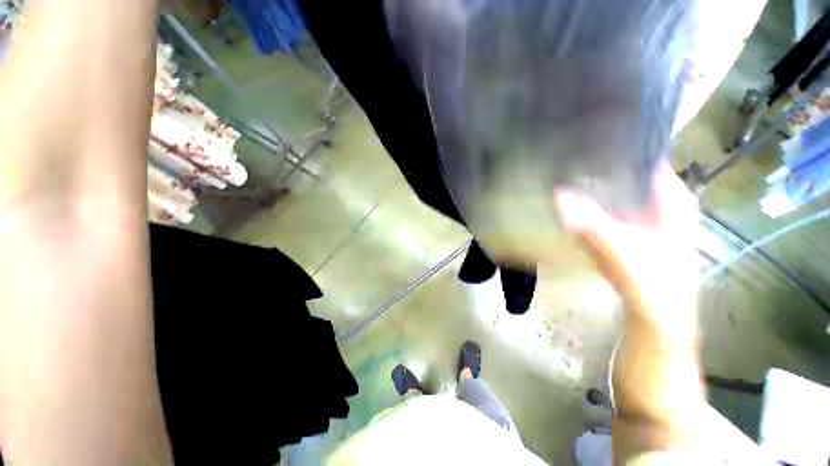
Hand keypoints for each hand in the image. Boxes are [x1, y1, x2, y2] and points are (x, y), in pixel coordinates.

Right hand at [556, 162, 699, 332]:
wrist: (657, 315)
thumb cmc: (651, 281)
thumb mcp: (618, 248)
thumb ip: (589, 221)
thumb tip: (557, 193)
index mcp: (672, 195)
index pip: (646, 156)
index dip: (617, 146)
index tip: (585, 141)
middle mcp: (662, 198)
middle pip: (629, 171)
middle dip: (600, 165)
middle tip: (568, 157)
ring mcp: (648, 213)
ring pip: (618, 188)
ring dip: (594, 183)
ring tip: (566, 173)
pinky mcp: (634, 227)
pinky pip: (611, 205)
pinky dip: (594, 202)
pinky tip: (574, 200)